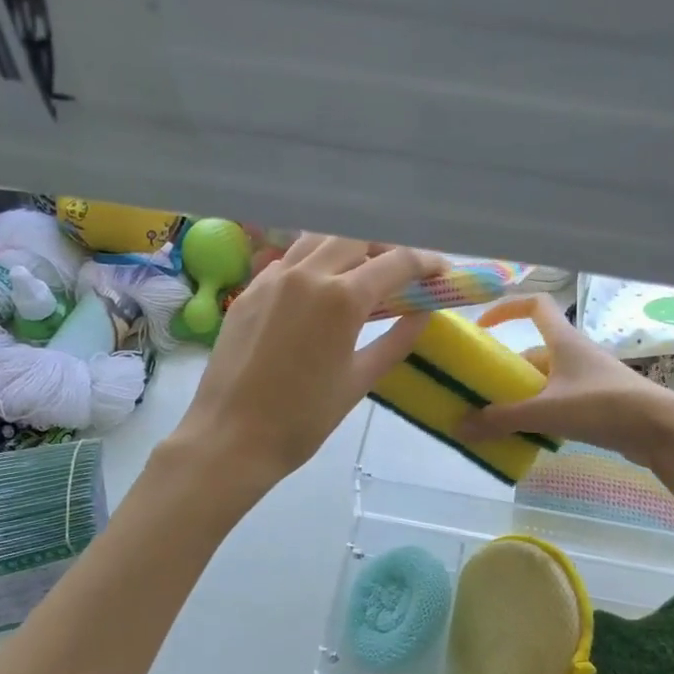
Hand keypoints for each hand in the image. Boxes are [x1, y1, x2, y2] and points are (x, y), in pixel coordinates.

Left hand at [171, 235, 445, 487]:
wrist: (231, 436)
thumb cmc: (304, 419)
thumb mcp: (360, 380)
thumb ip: (397, 339)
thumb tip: (424, 313)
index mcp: (342, 299)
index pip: (396, 262)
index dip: (426, 262)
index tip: (442, 271)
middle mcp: (307, 274)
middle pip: (358, 237)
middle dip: (388, 248)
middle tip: (404, 273)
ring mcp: (273, 278)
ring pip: (320, 240)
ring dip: (349, 248)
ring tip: (364, 273)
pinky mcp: (249, 290)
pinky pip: (290, 260)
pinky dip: (315, 263)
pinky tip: (321, 289)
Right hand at [457, 295, 673, 469]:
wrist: (659, 429)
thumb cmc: (603, 406)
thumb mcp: (547, 411)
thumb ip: (502, 419)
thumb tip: (459, 426)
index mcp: (564, 341)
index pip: (535, 305)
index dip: (507, 308)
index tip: (483, 327)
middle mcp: (575, 354)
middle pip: (533, 353)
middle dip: (507, 372)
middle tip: (482, 394)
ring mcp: (587, 379)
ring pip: (545, 382)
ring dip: (523, 397)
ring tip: (499, 421)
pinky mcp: (597, 404)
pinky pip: (560, 403)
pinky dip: (542, 415)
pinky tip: (530, 436)